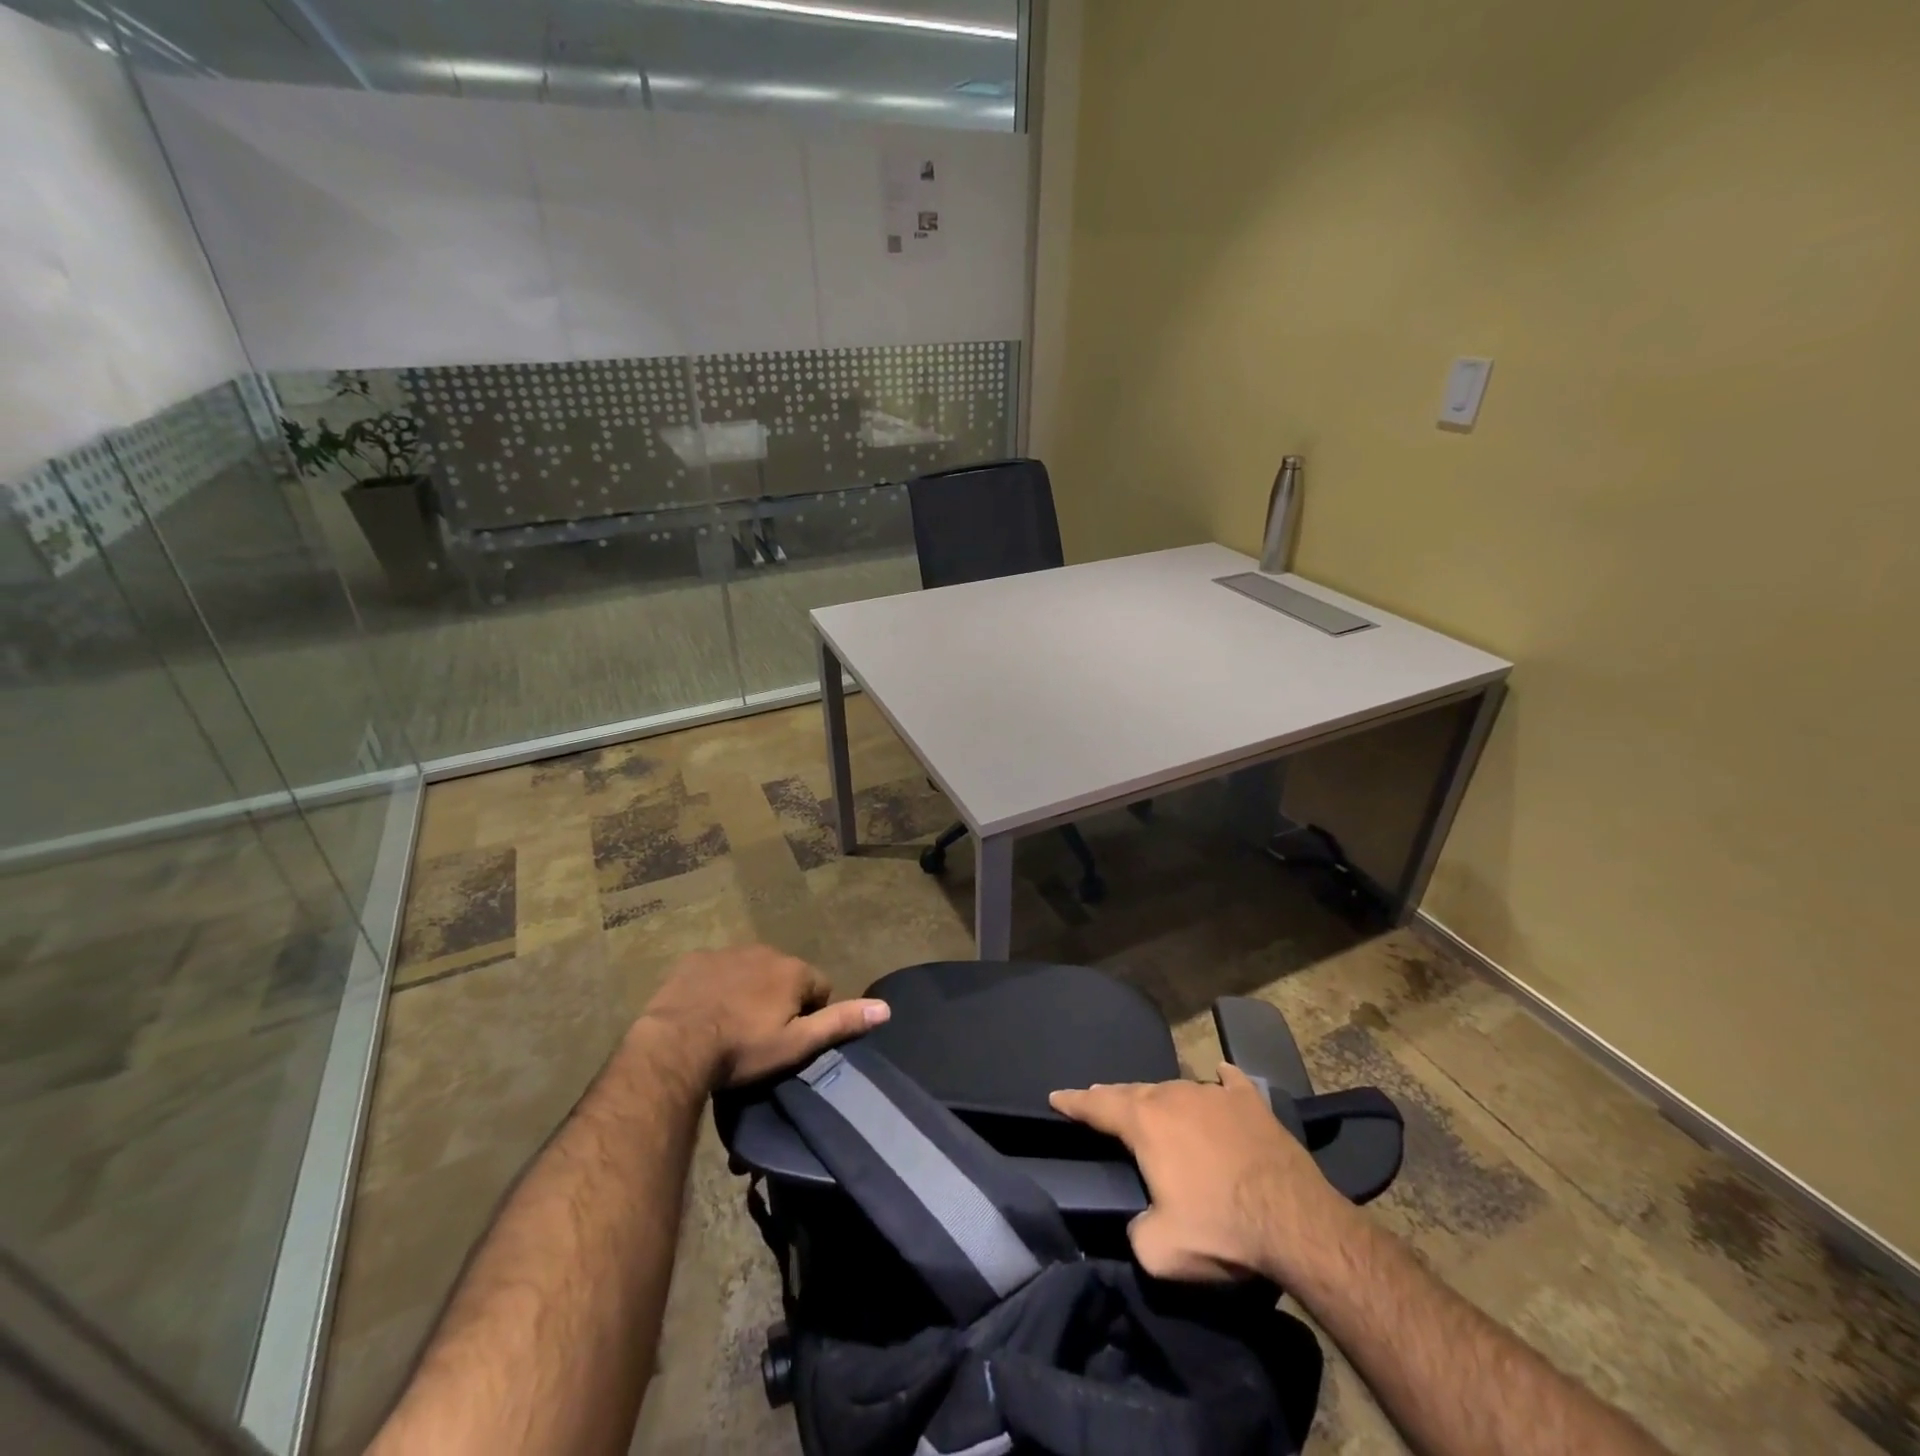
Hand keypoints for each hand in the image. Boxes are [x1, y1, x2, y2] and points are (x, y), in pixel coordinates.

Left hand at [638, 945, 888, 1090]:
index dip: (810, 1014)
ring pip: (750, 970)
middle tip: (760, 1036)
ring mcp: (727, 952)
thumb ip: (841, 1022)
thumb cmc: (742, 1050)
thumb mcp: (797, 1044)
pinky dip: (716, 985)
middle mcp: (765, 951)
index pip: (819, 988)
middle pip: (784, 976)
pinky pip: (716, 969)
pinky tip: (704, 1011)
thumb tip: (886, 1008)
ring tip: (731, 1026)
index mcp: (793, 970)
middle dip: (779, 999)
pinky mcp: (695, 960)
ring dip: (748, 990)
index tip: (790, 1040)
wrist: (675, 1047)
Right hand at [1050, 1063, 1354, 1283]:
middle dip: (1114, 1097)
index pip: (1097, 1106)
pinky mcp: (1251, 1103)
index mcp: (1145, 1123)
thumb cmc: (1220, 1230)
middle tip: (1100, 1099)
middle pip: (1134, 1092)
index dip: (1073, 1102)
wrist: (1294, 1222)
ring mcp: (1214, 1094)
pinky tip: (1220, 1076)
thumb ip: (1135, 1231)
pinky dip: (1220, 1081)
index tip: (1055, 1096)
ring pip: (1176, 1089)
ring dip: (1161, 1098)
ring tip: (1155, 1104)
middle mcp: (1173, 1096)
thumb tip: (1139, 1221)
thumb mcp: (1160, 1251)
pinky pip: (1228, 1083)